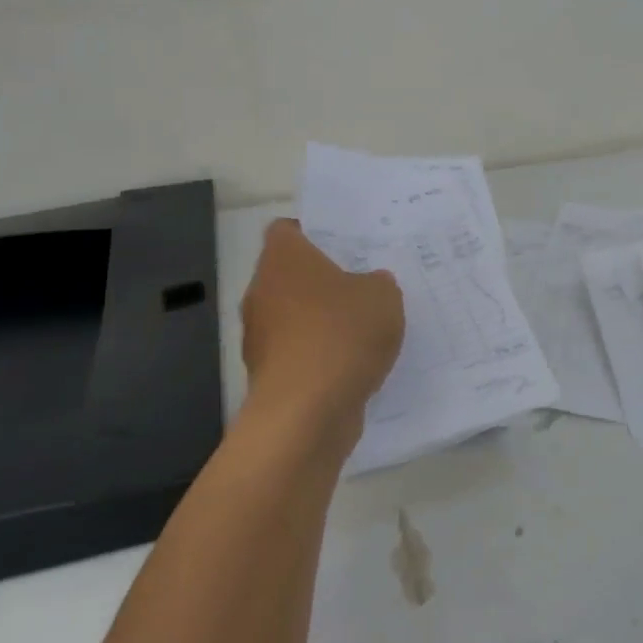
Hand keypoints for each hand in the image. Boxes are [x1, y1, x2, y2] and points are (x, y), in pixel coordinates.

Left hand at [240, 220, 404, 436]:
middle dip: (321, 281)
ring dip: (319, 322)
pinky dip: (317, 357)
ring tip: (362, 330)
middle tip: (361, 285)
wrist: (306, 412)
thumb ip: (378, 284)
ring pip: (292, 317)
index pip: (287, 230)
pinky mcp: (265, 375)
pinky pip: (297, 354)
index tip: (343, 245)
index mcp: (283, 258)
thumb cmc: (341, 334)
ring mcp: (259, 336)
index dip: (313, 233)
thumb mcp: (383, 297)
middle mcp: (261, 291)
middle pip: (290, 275)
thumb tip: (370, 286)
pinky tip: (351, 367)